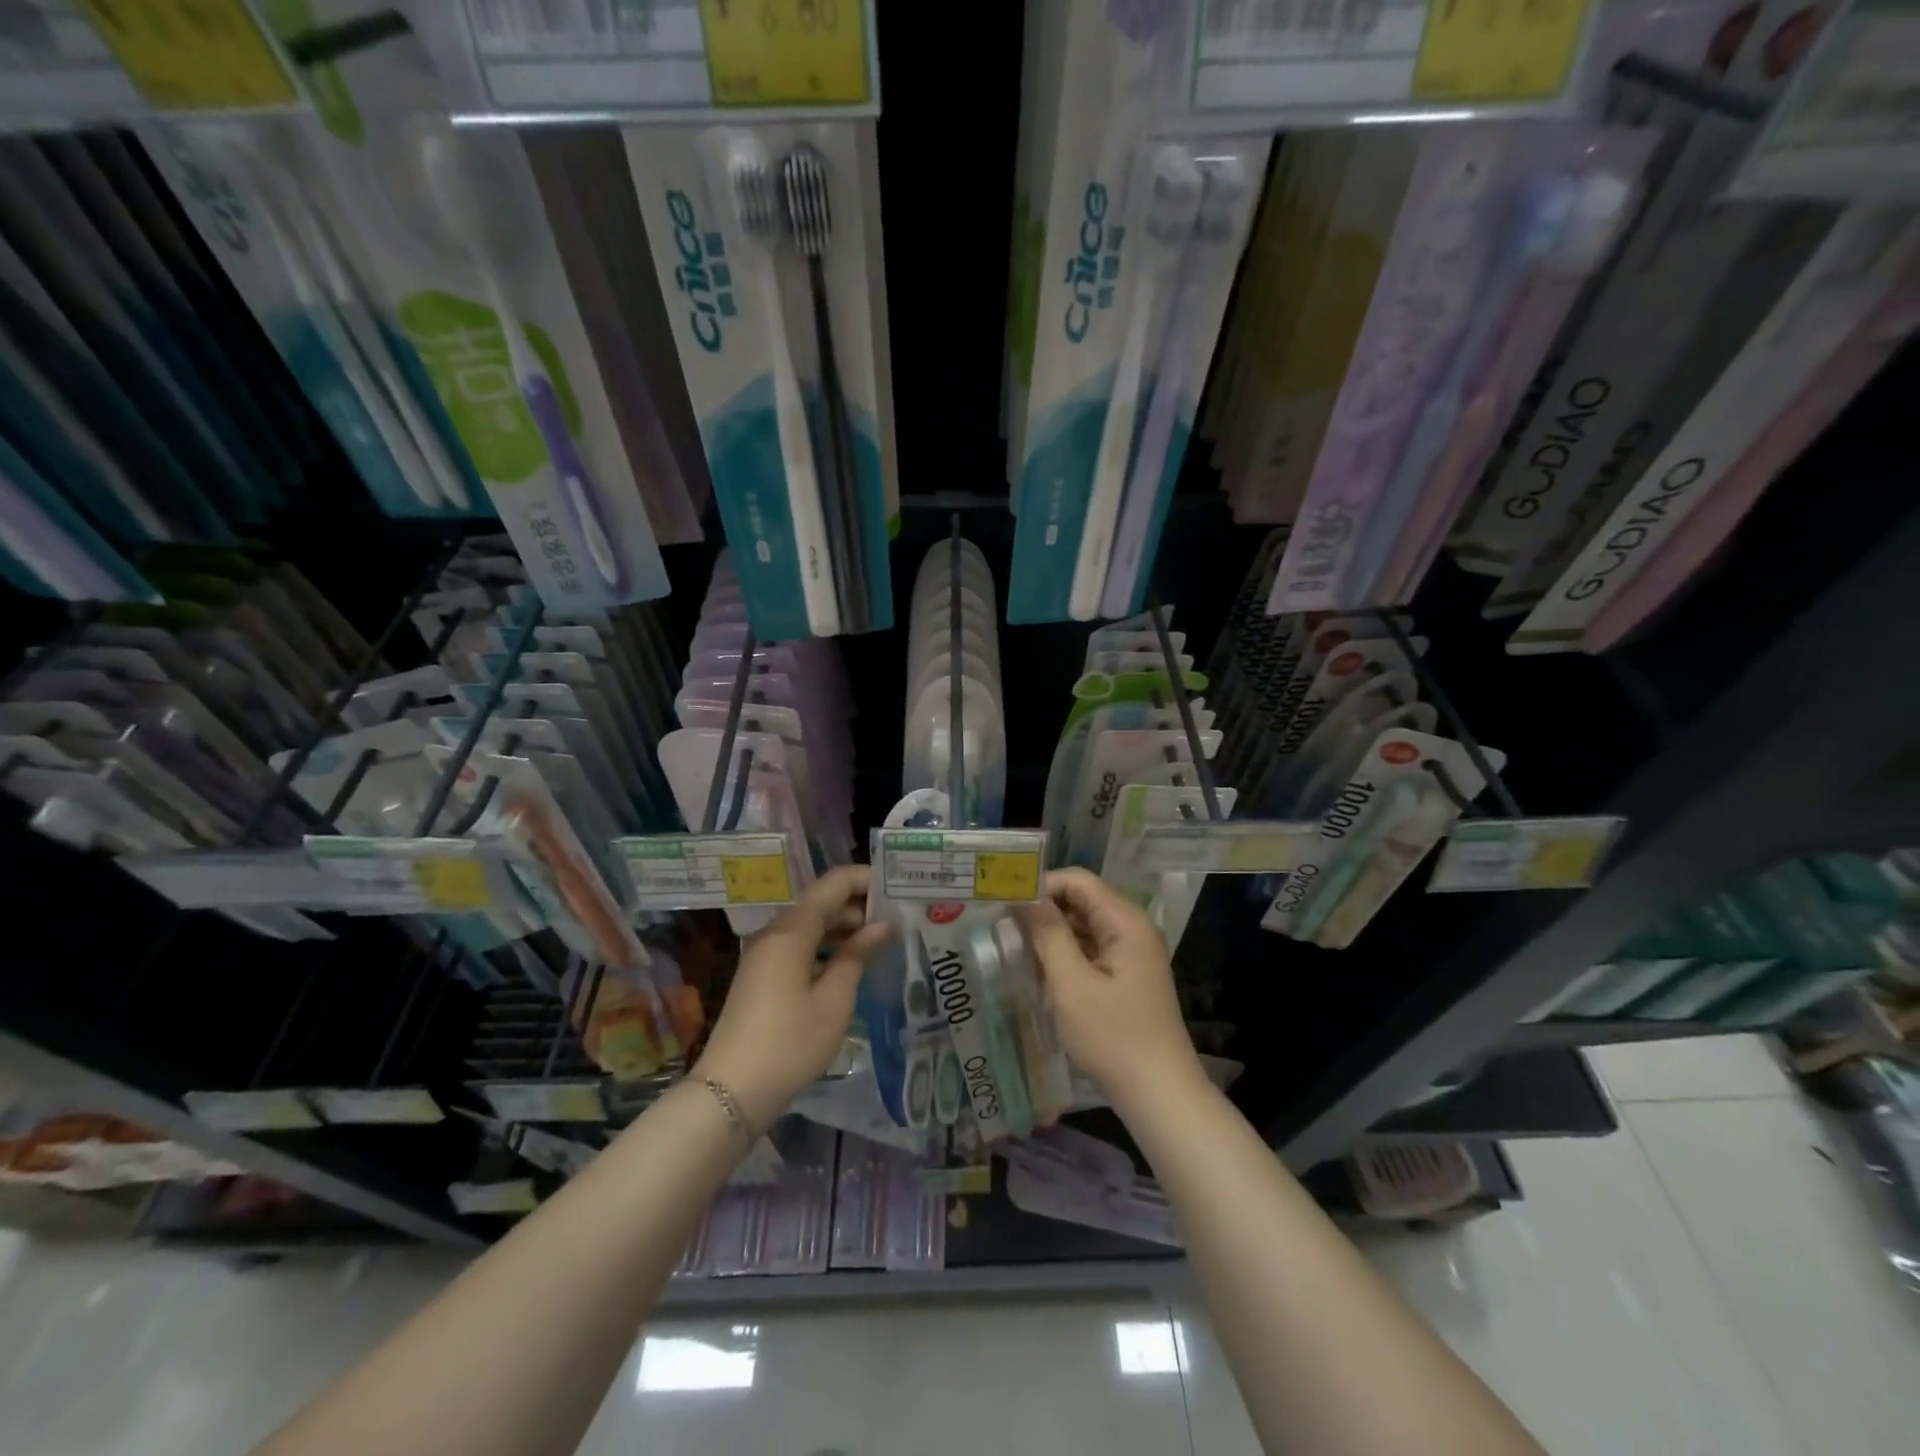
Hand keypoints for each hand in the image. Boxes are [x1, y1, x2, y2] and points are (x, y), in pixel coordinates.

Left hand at [694, 865, 890, 1131]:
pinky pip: (799, 945)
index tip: (898, 888)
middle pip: (821, 902)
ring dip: (844, 927)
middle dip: (858, 905)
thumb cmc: (790, 1043)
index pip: (833, 883)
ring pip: (810, 924)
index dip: (865, 879)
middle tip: (898, 917)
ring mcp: (765, 954)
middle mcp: (775, 932)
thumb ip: (857, 955)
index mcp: (792, 930)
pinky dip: (826, 946)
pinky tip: (850, 963)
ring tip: (882, 939)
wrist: (731, 1092)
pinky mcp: (762, 975)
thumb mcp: (834, 1000)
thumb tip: (881, 925)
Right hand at [1017, 867, 1201, 1109]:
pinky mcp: (1127, 976)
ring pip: (1084, 926)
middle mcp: (1133, 929)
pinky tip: (1042, 974)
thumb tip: (1024, 895)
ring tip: (1015, 949)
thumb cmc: (1113, 1037)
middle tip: (1003, 928)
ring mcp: (1132, 953)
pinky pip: (1091, 950)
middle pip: (1082, 901)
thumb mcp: (1071, 984)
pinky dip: (1066, 956)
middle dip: (1043, 910)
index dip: (1041, 886)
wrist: (1159, 1095)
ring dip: (1052, 935)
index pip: (1077, 880)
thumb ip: (1047, 933)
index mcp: (1126, 922)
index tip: (1006, 905)